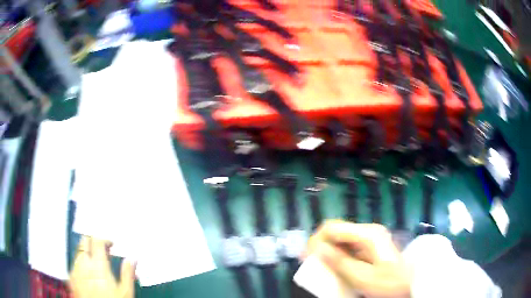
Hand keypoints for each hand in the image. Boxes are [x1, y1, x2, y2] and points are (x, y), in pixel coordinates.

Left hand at [69, 236, 135, 297]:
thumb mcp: (126, 292)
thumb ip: (128, 273)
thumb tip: (132, 259)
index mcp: (98, 264)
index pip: (97, 240)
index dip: (104, 239)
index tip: (111, 245)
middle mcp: (83, 263)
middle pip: (84, 241)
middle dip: (93, 241)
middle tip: (102, 250)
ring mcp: (75, 270)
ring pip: (78, 252)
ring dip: (86, 253)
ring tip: (96, 263)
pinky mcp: (71, 278)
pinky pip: (74, 264)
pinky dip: (81, 264)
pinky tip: (88, 274)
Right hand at [304, 220, 410, 297]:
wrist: (411, 284)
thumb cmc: (388, 282)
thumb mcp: (362, 277)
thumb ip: (339, 262)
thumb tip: (316, 249)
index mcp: (367, 234)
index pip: (332, 227)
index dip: (316, 240)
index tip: (307, 257)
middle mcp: (368, 230)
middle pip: (336, 231)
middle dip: (321, 245)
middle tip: (312, 264)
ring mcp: (370, 237)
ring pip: (341, 238)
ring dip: (329, 251)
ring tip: (322, 267)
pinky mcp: (371, 245)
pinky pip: (348, 246)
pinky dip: (338, 255)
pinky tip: (336, 267)